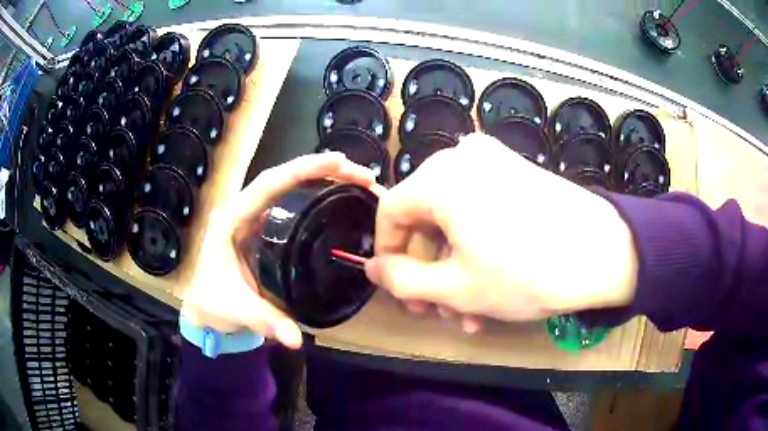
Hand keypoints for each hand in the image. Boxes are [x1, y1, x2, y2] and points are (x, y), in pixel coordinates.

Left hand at [181, 153, 377, 348]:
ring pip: (289, 187)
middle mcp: (244, 210)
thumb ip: (264, 321)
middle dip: (322, 170)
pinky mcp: (266, 228)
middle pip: (284, 178)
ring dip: (322, 179)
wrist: (205, 307)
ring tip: (356, 181)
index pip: (268, 184)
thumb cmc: (212, 301)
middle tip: (362, 175)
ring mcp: (255, 218)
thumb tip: (296, 339)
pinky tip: (337, 199)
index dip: (302, 169)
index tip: (337, 163)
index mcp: (232, 219)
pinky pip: (292, 204)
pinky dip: (316, 196)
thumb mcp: (235, 309)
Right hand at [365, 133, 637, 329]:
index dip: (388, 254)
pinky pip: (480, 209)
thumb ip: (401, 279)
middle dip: (428, 271)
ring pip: (453, 219)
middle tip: (439, 311)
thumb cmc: (527, 273)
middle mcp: (462, 159)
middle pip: (424, 218)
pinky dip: (476, 245)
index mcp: (440, 178)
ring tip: (470, 310)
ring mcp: (493, 162)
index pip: (389, 213)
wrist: (605, 253)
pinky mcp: (517, 173)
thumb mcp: (455, 287)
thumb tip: (372, 268)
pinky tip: (489, 282)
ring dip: (454, 266)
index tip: (398, 290)